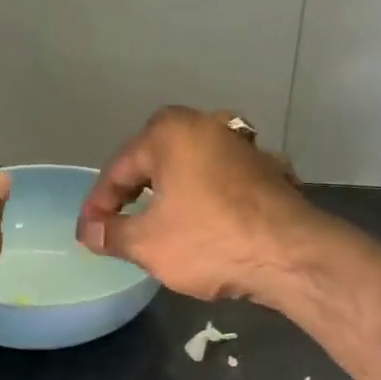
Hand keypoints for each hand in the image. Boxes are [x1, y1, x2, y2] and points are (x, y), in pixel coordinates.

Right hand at [77, 106, 318, 304]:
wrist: (292, 254)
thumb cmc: (210, 240)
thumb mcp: (148, 243)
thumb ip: (112, 233)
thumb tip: (90, 231)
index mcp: (171, 132)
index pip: (119, 168)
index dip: (98, 204)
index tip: (88, 233)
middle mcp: (207, 124)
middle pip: (154, 160)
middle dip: (132, 193)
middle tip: (116, 224)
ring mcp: (242, 145)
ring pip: (188, 168)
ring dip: (167, 194)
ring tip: (152, 225)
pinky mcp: (266, 170)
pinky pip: (217, 180)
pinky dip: (200, 198)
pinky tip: (197, 224)